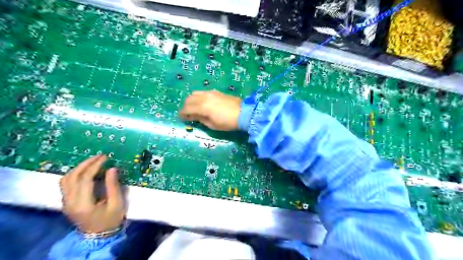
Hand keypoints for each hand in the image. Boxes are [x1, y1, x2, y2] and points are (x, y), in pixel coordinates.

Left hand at [59, 155, 127, 233]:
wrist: (98, 236)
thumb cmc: (110, 220)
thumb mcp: (117, 203)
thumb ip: (113, 186)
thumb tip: (112, 168)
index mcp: (83, 204)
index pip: (85, 179)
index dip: (95, 166)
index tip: (106, 158)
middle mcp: (70, 202)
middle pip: (72, 177)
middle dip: (86, 164)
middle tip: (100, 156)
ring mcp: (66, 202)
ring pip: (66, 179)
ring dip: (79, 168)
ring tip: (93, 162)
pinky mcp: (66, 202)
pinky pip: (66, 184)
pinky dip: (75, 174)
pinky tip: (86, 171)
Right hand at [178, 91, 240, 130]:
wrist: (243, 113)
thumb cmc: (227, 122)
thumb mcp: (212, 125)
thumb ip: (200, 119)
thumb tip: (192, 116)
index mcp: (202, 107)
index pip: (187, 108)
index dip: (182, 114)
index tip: (182, 118)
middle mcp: (204, 97)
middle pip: (189, 99)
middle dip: (185, 106)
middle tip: (187, 114)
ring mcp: (210, 93)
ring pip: (194, 93)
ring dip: (191, 100)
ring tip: (194, 108)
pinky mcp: (215, 92)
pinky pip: (202, 92)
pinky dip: (198, 97)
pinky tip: (203, 103)